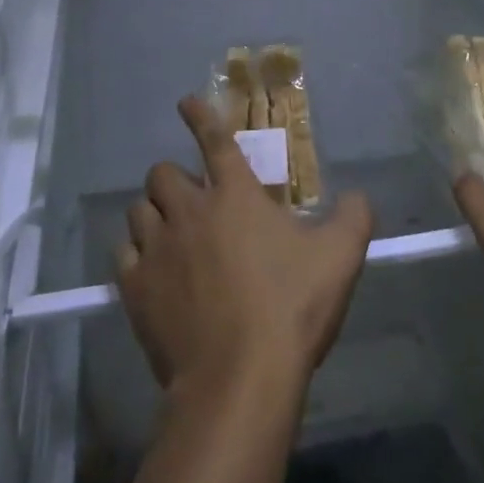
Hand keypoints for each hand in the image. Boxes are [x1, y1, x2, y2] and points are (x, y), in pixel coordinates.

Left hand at [117, 97, 373, 402]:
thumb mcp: (339, 259)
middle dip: (173, 178)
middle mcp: (190, 210)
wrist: (239, 379)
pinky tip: (149, 269)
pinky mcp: (136, 288)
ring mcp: (158, 248)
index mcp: (235, 194)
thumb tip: (359, 197)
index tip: (185, 102)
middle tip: (190, 199)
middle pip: (162, 173)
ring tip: (168, 232)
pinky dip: (135, 254)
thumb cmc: (289, 308)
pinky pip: (124, 254)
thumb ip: (354, 218)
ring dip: (153, 213)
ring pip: (139, 209)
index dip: (199, 116)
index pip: (213, 140)